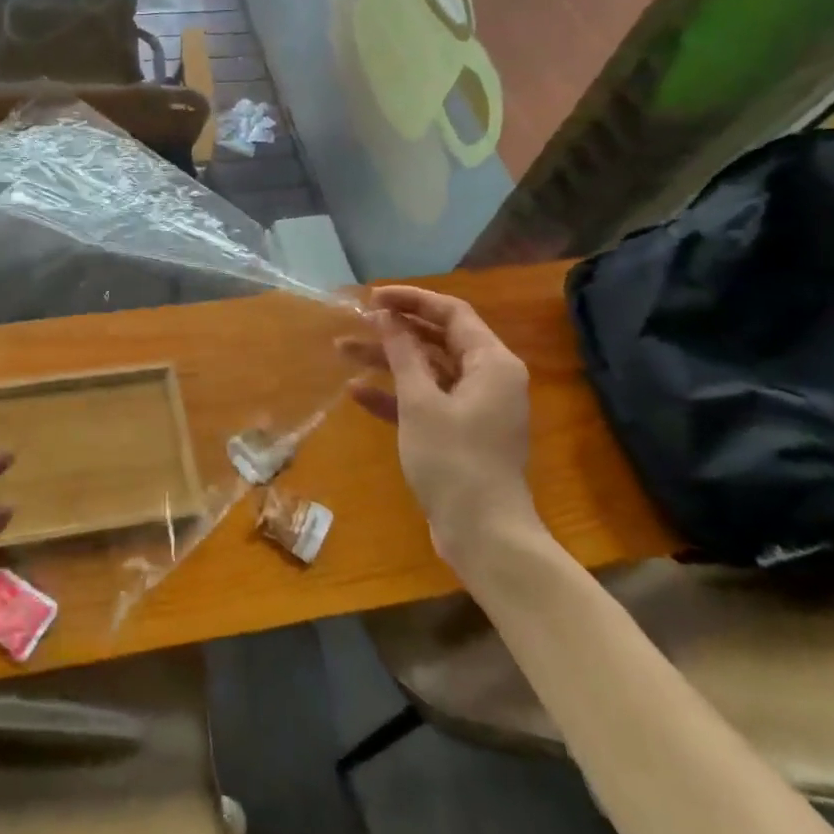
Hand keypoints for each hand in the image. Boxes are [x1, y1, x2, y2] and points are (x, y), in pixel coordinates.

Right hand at [339, 287, 542, 568]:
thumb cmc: (454, 460)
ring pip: (426, 370)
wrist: (484, 535)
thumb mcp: (421, 402)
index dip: (411, 300)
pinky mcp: (458, 433)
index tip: (372, 298)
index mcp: (492, 363)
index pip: (451, 313)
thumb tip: (386, 317)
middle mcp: (488, 378)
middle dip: (394, 330)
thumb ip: (403, 354)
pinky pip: (425, 401)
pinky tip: (356, 393)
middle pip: (437, 339)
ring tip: (342, 350)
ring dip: (387, 360)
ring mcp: (474, 407)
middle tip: (355, 321)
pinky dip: (394, 395)